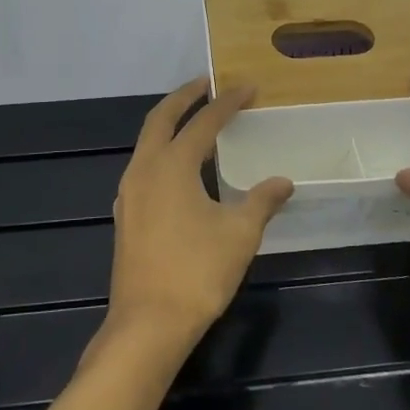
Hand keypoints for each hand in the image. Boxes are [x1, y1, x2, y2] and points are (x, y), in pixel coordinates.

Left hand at [107, 79, 293, 343]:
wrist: (148, 325)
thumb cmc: (197, 272)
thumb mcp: (240, 234)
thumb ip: (261, 201)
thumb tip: (283, 181)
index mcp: (172, 165)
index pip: (203, 122)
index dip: (227, 103)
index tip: (247, 88)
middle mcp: (144, 169)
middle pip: (161, 118)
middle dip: (184, 96)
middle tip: (208, 83)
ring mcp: (129, 192)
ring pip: (147, 142)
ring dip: (169, 123)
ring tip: (195, 120)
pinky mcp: (125, 214)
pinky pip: (144, 166)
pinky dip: (162, 151)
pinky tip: (180, 168)